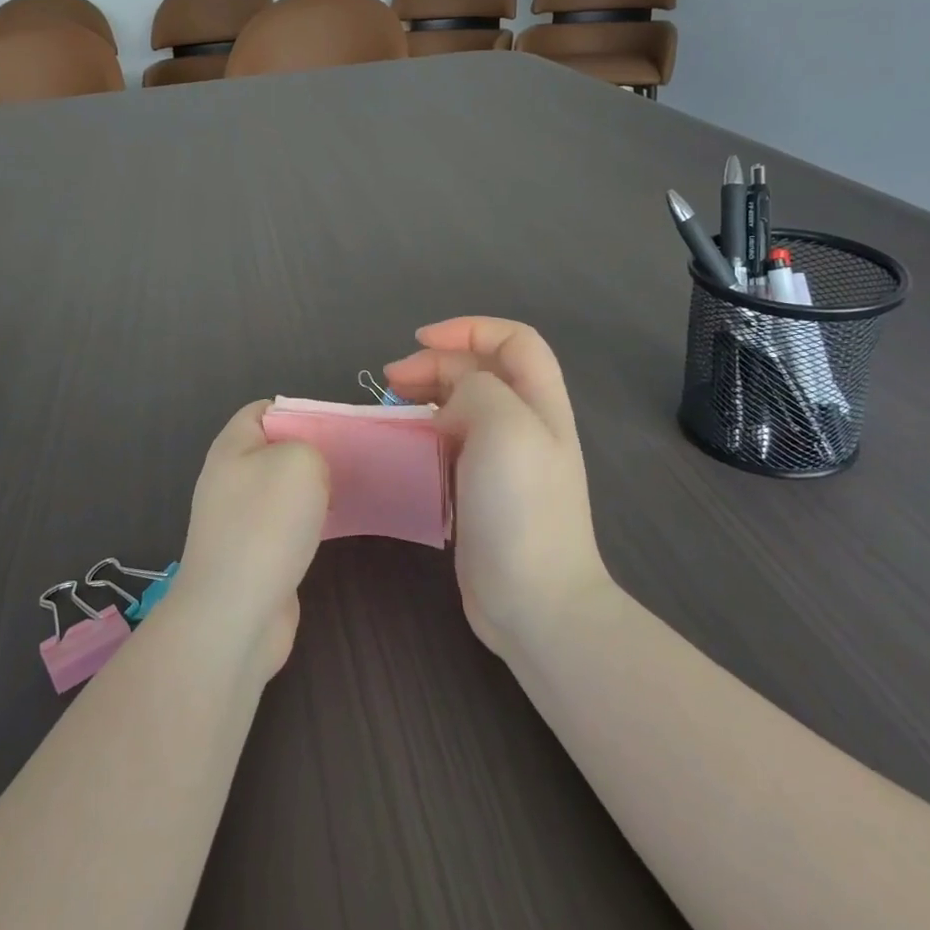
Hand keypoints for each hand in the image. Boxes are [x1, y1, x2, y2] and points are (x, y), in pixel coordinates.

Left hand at [165, 401, 328, 676]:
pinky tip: (334, 530)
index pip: (263, 411)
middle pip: (276, 450)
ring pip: (283, 490)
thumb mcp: (299, 462)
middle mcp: (230, 479)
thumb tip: (309, 470)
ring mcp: (239, 520)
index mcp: (232, 448)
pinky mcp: (253, 555)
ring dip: (314, 491)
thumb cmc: (265, 526)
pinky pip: (286, 526)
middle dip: (312, 452)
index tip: (334, 427)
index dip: (298, 411)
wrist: (234, 615)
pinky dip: (310, 524)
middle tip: (349, 460)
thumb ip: (310, 448)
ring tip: (349, 492)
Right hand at [384, 318, 612, 656]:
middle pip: (479, 371)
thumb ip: (476, 389)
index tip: (419, 342)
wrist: (534, 599)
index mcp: (539, 401)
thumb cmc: (522, 506)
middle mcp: (524, 424)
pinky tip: (402, 445)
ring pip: (461, 406)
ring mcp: (502, 460)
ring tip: (389, 407)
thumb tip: (450, 403)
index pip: (512, 340)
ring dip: (425, 396)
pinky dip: (423, 432)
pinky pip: (449, 444)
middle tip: (392, 381)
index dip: (468, 329)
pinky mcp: (478, 490)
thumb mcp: (505, 425)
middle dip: (434, 363)